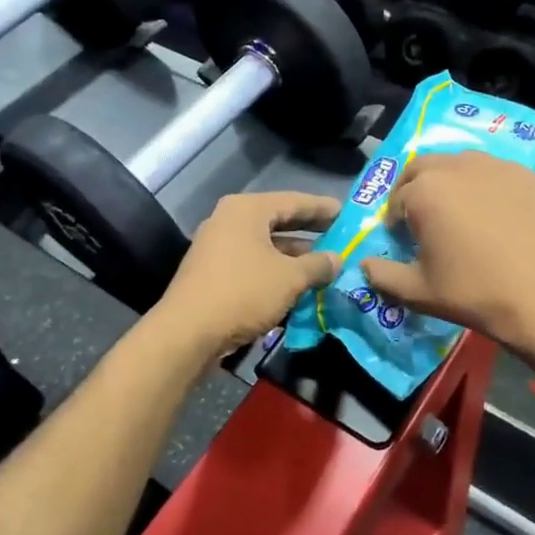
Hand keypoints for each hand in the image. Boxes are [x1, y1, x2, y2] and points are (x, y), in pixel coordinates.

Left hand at [153, 191, 339, 354]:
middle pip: (278, 221)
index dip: (323, 208)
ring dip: (294, 257)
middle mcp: (229, 220)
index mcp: (247, 210)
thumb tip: (337, 259)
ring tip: (324, 267)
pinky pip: (252, 264)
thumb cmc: (243, 292)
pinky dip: (275, 272)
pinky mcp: (212, 273)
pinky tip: (297, 287)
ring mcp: (217, 247)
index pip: (294, 201)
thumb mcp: (290, 278)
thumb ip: (317, 265)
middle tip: (340, 238)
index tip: (347, 214)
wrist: (187, 333)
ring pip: (265, 246)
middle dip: (310, 232)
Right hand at [360, 152, 534, 352]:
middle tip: (423, 219)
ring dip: (449, 182)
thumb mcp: (420, 292)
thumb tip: (364, 266)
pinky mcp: (529, 176)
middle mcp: (458, 166)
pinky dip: (486, 186)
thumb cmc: (476, 293)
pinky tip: (497, 216)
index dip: (395, 221)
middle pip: (423, 168)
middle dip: (414, 189)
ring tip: (459, 213)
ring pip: (460, 163)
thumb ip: (384, 276)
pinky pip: (496, 173)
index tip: (404, 240)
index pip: (397, 199)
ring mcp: (498, 166)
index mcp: (425, 191)